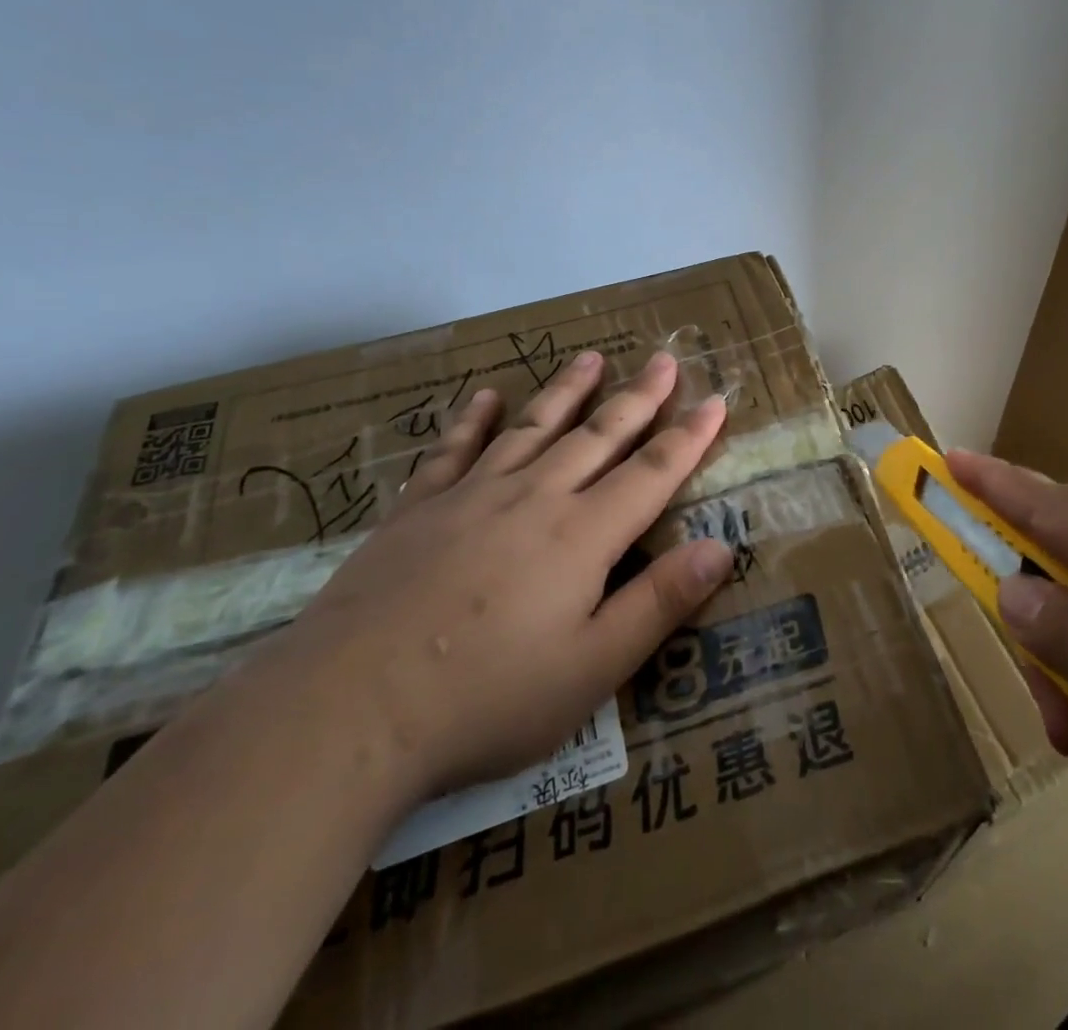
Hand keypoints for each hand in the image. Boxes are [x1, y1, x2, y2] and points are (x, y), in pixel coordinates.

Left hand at [271, 349, 732, 809]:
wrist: (347, 710)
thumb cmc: (485, 700)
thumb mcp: (592, 668)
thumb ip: (658, 602)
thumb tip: (720, 547)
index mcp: (582, 535)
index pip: (652, 472)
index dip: (689, 436)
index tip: (715, 400)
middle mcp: (534, 498)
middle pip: (599, 435)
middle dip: (638, 396)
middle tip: (663, 358)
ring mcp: (471, 496)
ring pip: (533, 428)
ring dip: (567, 390)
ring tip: (591, 357)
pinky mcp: (418, 509)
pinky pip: (454, 449)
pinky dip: (473, 419)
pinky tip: (484, 395)